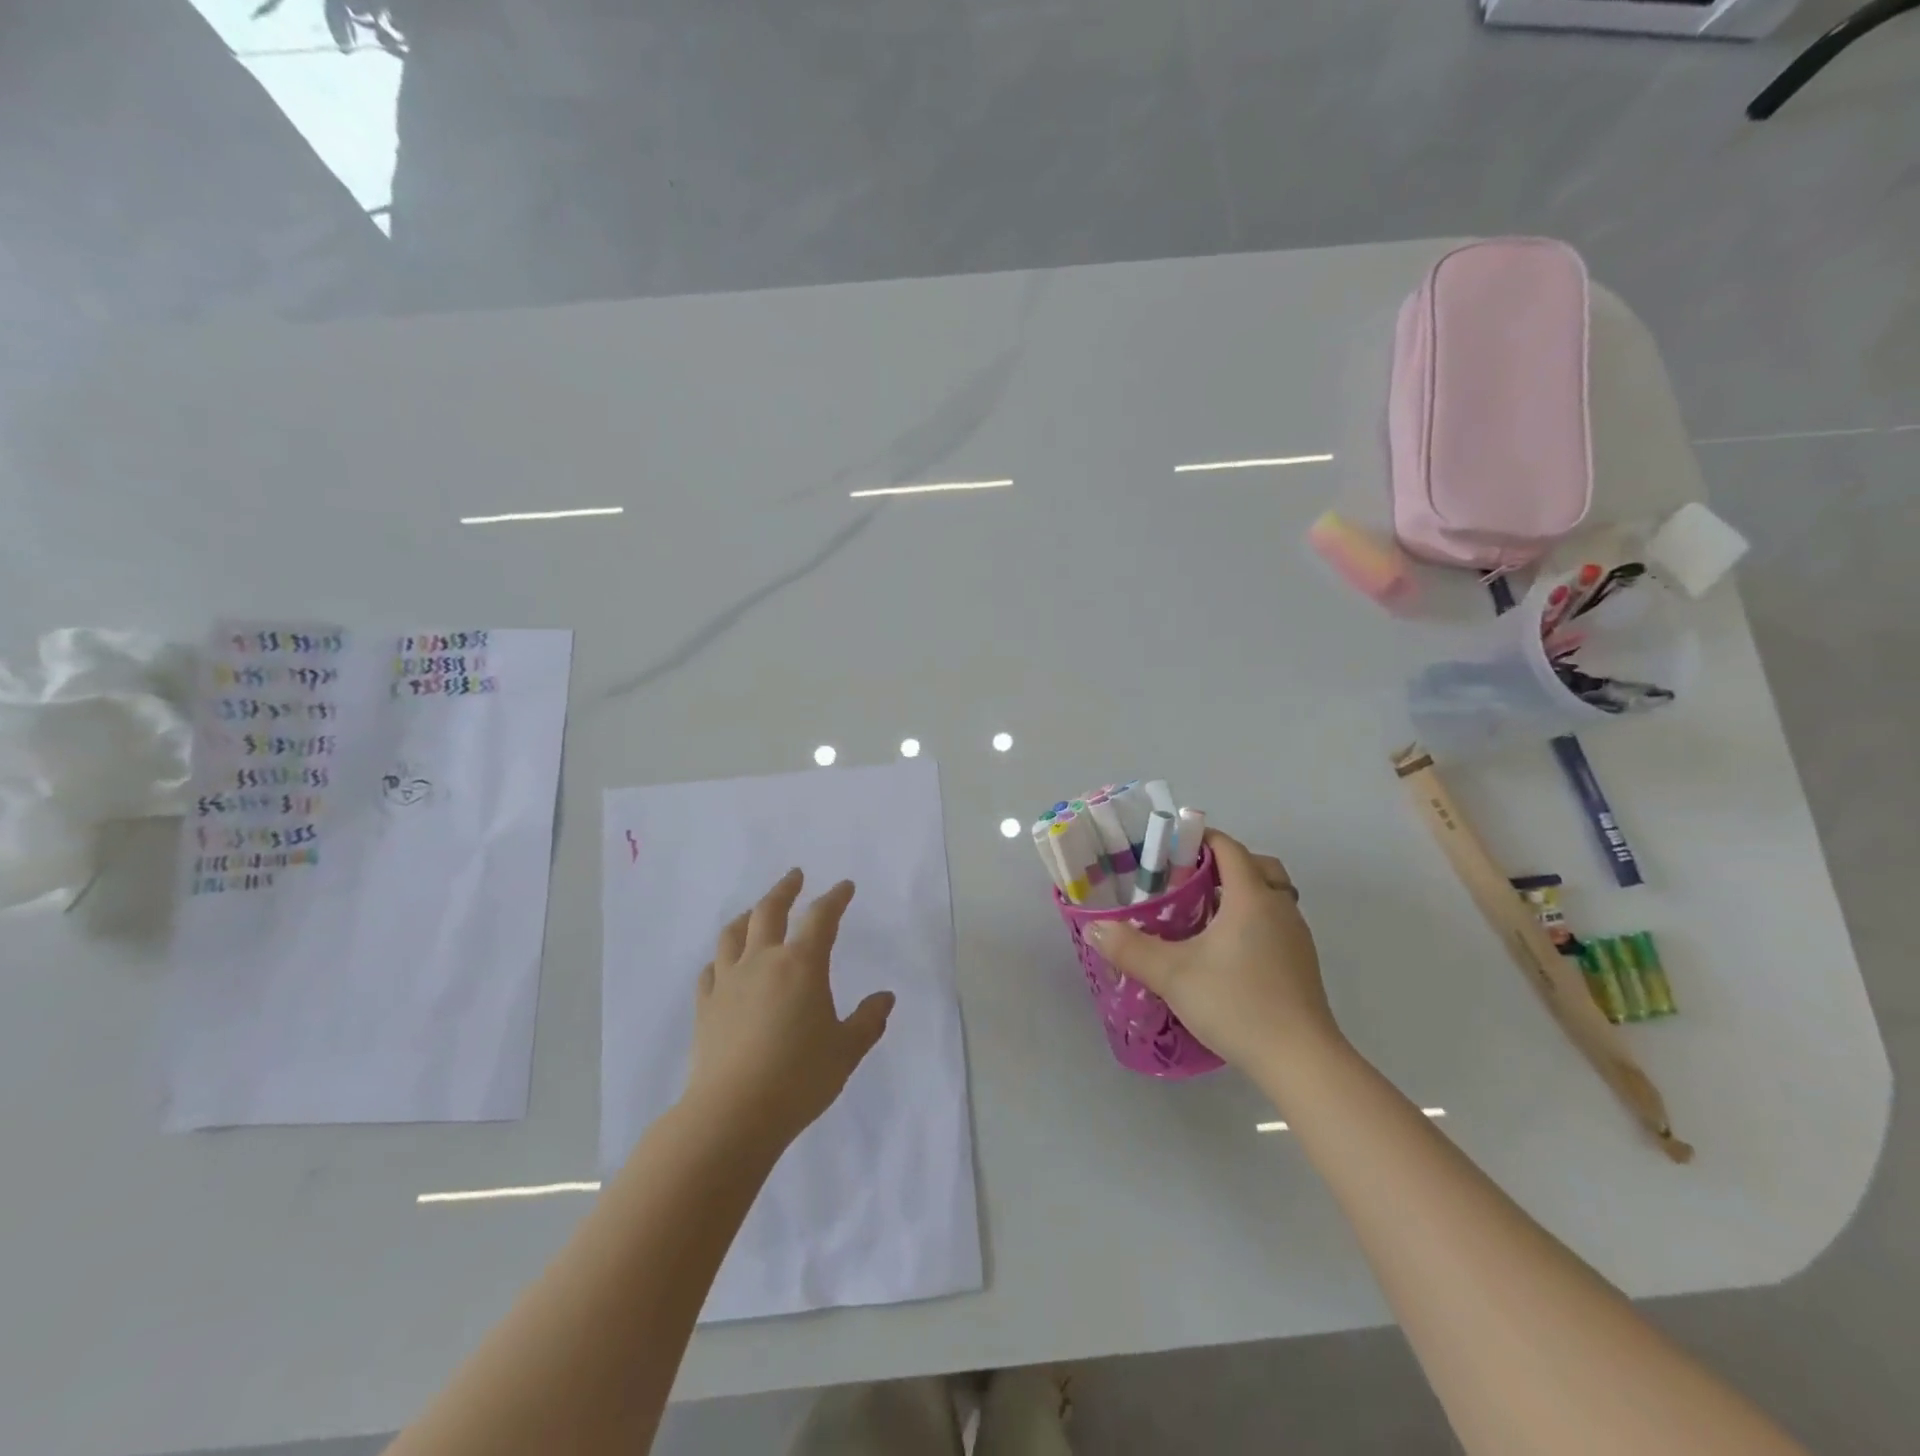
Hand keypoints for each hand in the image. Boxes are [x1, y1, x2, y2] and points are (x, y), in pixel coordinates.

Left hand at [683, 868, 894, 1150]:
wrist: (733, 1114)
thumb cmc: (799, 1078)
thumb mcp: (846, 1050)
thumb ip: (868, 1021)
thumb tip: (884, 997)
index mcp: (801, 965)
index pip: (821, 917)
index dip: (835, 898)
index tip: (844, 886)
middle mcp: (762, 962)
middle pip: (770, 911)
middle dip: (785, 889)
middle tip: (795, 876)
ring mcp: (728, 982)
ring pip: (734, 934)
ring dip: (748, 915)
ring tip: (756, 911)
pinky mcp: (705, 1006)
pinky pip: (711, 970)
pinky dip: (721, 958)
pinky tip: (725, 964)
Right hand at [1087, 829, 1338, 1075]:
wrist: (1301, 1061)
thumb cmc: (1237, 1004)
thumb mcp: (1172, 975)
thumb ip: (1130, 948)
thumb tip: (1094, 927)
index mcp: (1251, 898)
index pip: (1229, 848)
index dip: (1200, 839)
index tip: (1169, 847)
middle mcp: (1280, 908)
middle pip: (1258, 866)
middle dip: (1224, 864)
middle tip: (1188, 880)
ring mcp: (1296, 938)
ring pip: (1270, 897)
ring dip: (1239, 894)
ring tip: (1200, 915)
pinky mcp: (1301, 965)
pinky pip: (1275, 924)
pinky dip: (1251, 921)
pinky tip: (1224, 951)